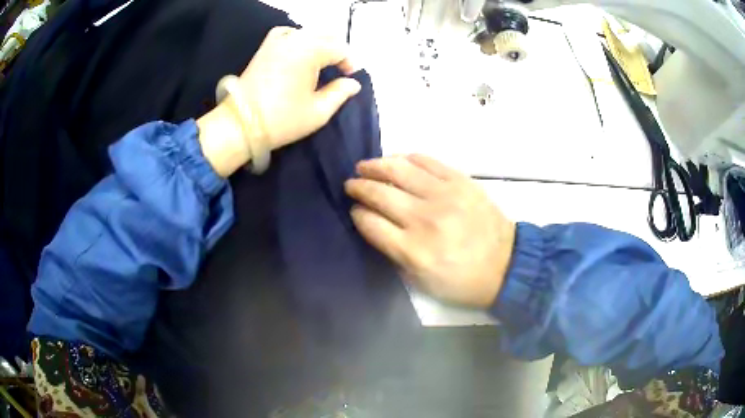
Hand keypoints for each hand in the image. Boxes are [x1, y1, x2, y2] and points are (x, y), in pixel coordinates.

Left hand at [238, 26, 360, 149]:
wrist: (240, 124)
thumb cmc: (282, 120)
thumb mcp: (318, 112)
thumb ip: (340, 93)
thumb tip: (353, 83)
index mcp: (310, 51)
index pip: (340, 48)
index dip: (350, 62)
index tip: (350, 77)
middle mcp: (295, 39)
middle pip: (326, 36)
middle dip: (337, 51)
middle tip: (339, 70)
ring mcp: (277, 41)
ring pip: (308, 32)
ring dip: (320, 44)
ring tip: (321, 62)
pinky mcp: (265, 47)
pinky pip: (287, 33)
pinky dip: (298, 38)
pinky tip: (299, 51)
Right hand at [345, 155, 515, 307]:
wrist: (506, 265)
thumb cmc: (462, 281)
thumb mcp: (422, 281)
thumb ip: (393, 253)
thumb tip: (373, 224)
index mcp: (413, 250)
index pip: (370, 222)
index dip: (357, 214)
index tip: (354, 210)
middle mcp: (424, 218)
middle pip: (379, 193)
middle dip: (358, 186)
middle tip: (351, 184)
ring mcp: (443, 195)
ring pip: (398, 169)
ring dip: (375, 165)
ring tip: (364, 166)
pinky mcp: (460, 181)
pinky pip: (426, 161)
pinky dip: (406, 158)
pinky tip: (397, 160)